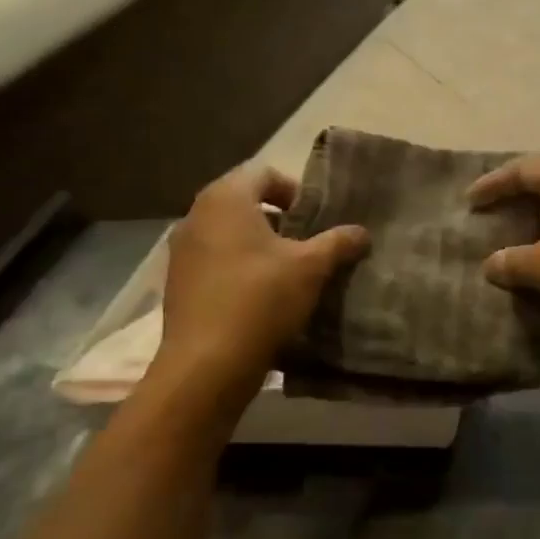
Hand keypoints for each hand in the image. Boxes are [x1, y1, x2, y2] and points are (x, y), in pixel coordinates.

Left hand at [152, 164, 367, 388]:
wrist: (207, 364)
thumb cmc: (261, 299)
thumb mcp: (311, 268)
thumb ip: (338, 242)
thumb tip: (362, 232)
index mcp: (225, 199)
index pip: (263, 173)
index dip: (294, 190)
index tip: (315, 218)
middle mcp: (196, 216)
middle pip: (243, 202)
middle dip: (278, 219)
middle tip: (307, 243)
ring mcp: (182, 252)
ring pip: (228, 234)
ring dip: (259, 245)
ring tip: (288, 272)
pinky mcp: (178, 284)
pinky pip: (214, 262)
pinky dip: (239, 268)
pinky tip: (261, 297)